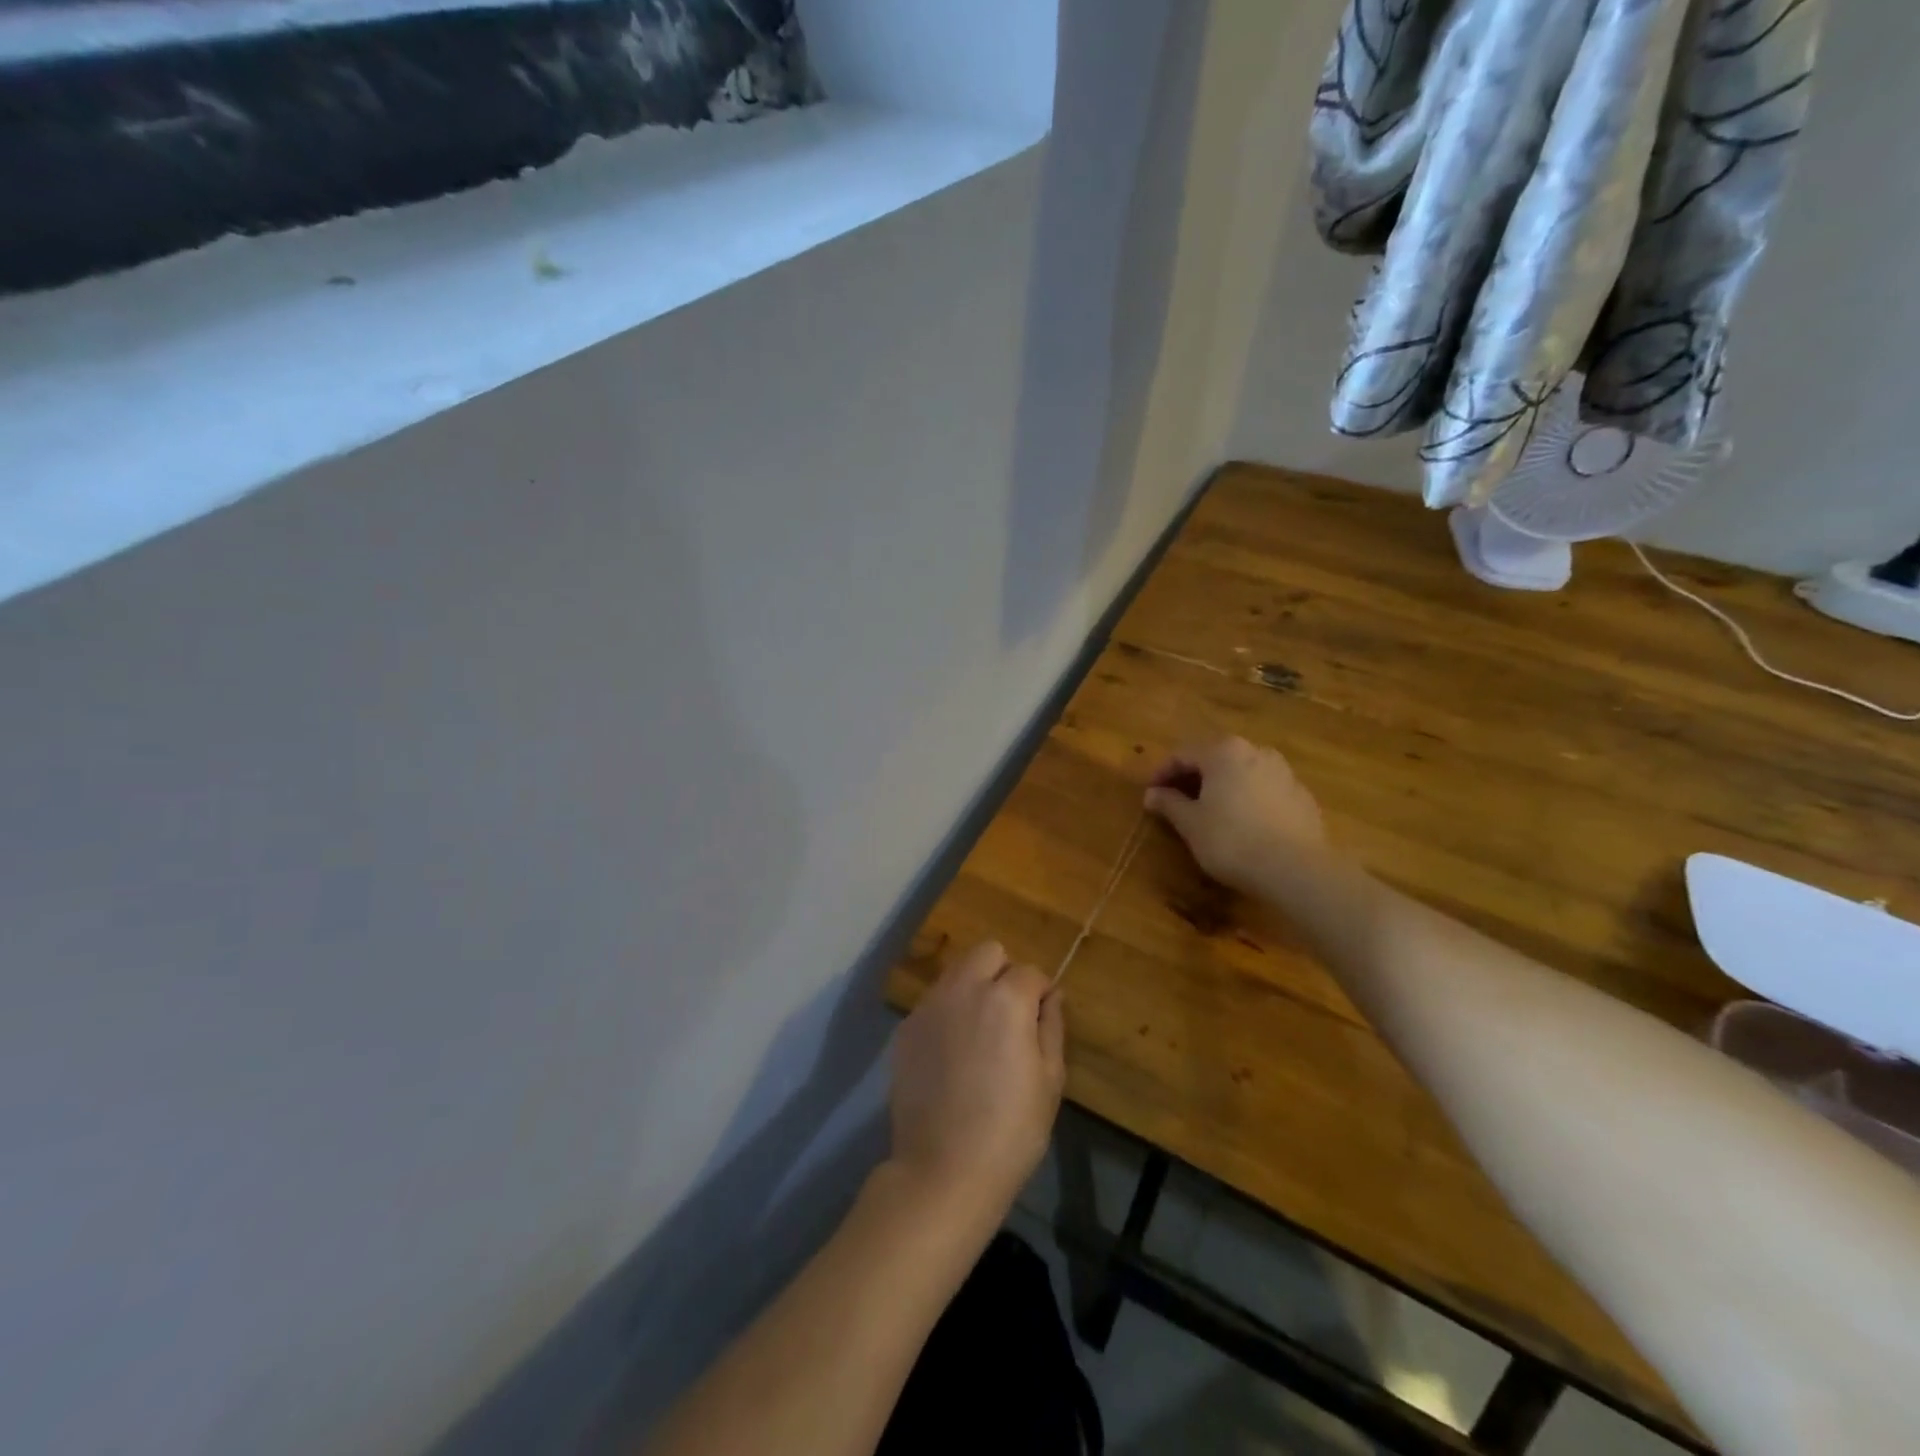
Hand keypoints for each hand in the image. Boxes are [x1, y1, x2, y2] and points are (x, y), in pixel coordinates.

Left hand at [888, 942, 1064, 1225]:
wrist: (942, 1170)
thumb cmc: (1011, 1131)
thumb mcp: (1049, 1081)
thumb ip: (1052, 1027)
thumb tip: (1052, 996)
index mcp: (1005, 999)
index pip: (1030, 972)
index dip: (1040, 994)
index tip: (1041, 1020)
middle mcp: (963, 988)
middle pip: (987, 952)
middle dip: (1003, 972)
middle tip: (1009, 1015)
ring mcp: (929, 1006)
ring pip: (956, 971)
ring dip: (973, 987)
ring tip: (979, 1032)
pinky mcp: (905, 1028)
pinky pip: (933, 1002)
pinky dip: (947, 1013)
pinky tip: (951, 1053)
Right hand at [1143, 736, 1326, 890]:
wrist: (1296, 869)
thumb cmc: (1231, 840)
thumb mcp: (1190, 823)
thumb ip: (1169, 804)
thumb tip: (1152, 795)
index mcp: (1224, 751)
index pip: (1182, 754)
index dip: (1162, 774)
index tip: (1151, 796)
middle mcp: (1255, 751)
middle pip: (1215, 758)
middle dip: (1193, 778)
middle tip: (1176, 802)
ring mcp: (1284, 772)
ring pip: (1242, 773)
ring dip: (1221, 787)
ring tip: (1209, 813)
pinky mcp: (1302, 796)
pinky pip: (1264, 790)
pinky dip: (1247, 799)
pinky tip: (1242, 824)